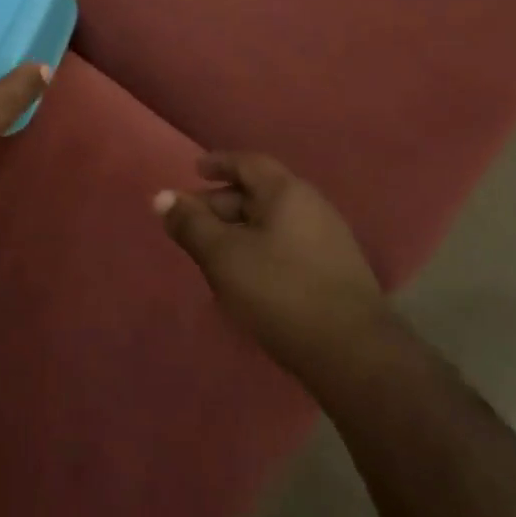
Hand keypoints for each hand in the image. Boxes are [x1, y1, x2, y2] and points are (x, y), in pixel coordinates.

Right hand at [156, 153, 387, 376]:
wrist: (353, 353)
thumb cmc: (281, 292)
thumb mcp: (224, 256)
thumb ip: (191, 225)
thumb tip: (162, 197)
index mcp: (287, 192)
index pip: (248, 163)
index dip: (219, 163)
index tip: (196, 169)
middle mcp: (312, 206)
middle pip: (260, 193)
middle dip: (223, 203)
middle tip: (192, 221)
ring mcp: (328, 240)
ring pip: (273, 223)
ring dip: (240, 230)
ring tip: (213, 252)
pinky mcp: (335, 272)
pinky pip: (288, 245)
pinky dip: (260, 249)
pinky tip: (246, 277)